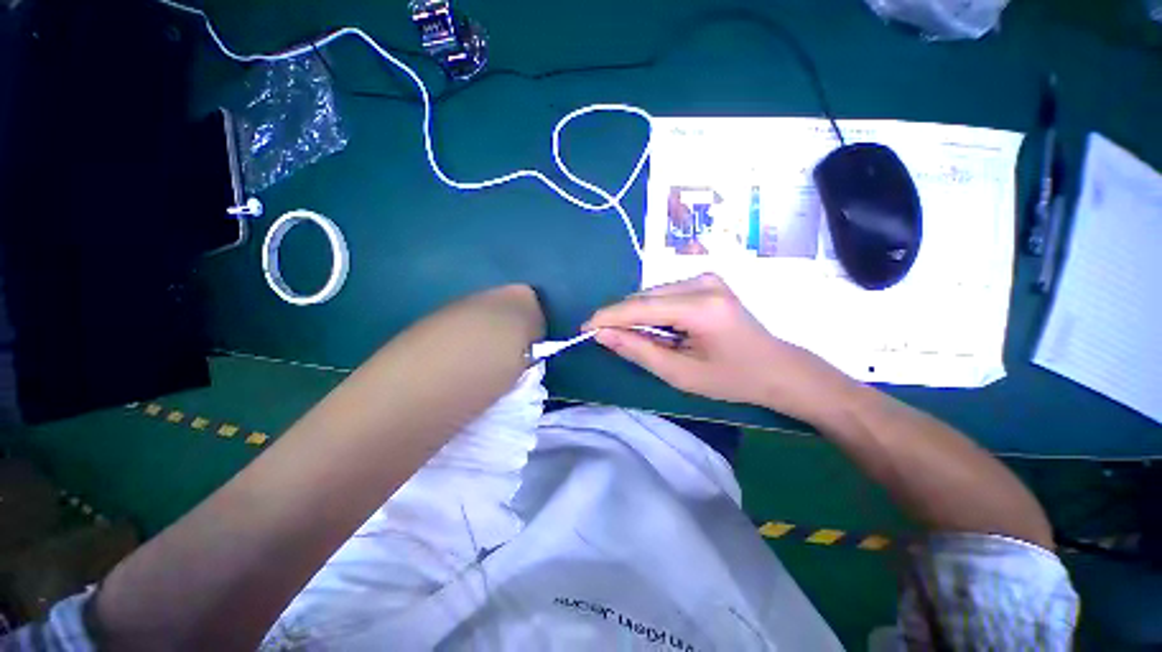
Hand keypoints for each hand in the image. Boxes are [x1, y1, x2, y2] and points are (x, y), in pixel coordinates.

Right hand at [584, 274, 855, 421]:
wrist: (778, 369)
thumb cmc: (732, 379)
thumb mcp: (681, 374)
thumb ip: (639, 350)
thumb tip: (602, 334)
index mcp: (701, 307)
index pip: (641, 306)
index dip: (608, 317)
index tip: (584, 328)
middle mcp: (702, 282)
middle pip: (644, 297)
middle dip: (622, 318)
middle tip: (608, 341)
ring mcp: (706, 278)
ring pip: (652, 294)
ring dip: (637, 316)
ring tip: (639, 340)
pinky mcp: (706, 281)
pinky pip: (664, 294)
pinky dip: (652, 311)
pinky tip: (658, 330)